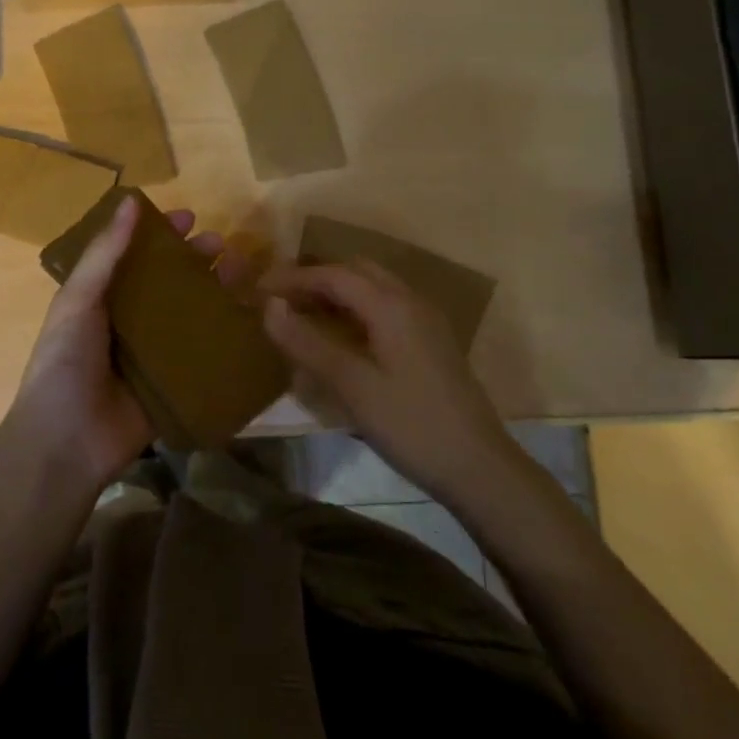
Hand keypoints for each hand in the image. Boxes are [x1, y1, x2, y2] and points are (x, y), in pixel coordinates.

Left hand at [0, 196, 250, 495]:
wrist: (67, 442)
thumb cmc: (65, 362)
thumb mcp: (79, 300)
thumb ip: (105, 253)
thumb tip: (131, 200)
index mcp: (104, 298)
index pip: (138, 256)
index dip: (162, 235)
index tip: (190, 217)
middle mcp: (132, 321)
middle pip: (171, 282)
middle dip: (197, 260)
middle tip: (223, 245)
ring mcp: (156, 353)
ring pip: (193, 313)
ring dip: (217, 290)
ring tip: (244, 271)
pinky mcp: (176, 383)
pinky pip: (205, 354)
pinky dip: (226, 335)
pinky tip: (252, 318)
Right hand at [262, 259, 508, 502]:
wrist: (479, 466)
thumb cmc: (411, 425)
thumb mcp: (352, 386)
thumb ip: (308, 343)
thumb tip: (269, 306)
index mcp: (391, 305)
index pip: (333, 275)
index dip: (293, 277)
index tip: (259, 289)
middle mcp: (411, 300)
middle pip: (356, 272)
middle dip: (316, 279)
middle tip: (281, 300)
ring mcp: (426, 320)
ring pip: (374, 288)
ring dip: (338, 293)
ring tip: (304, 315)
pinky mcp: (432, 341)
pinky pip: (387, 307)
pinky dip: (357, 309)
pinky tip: (343, 337)